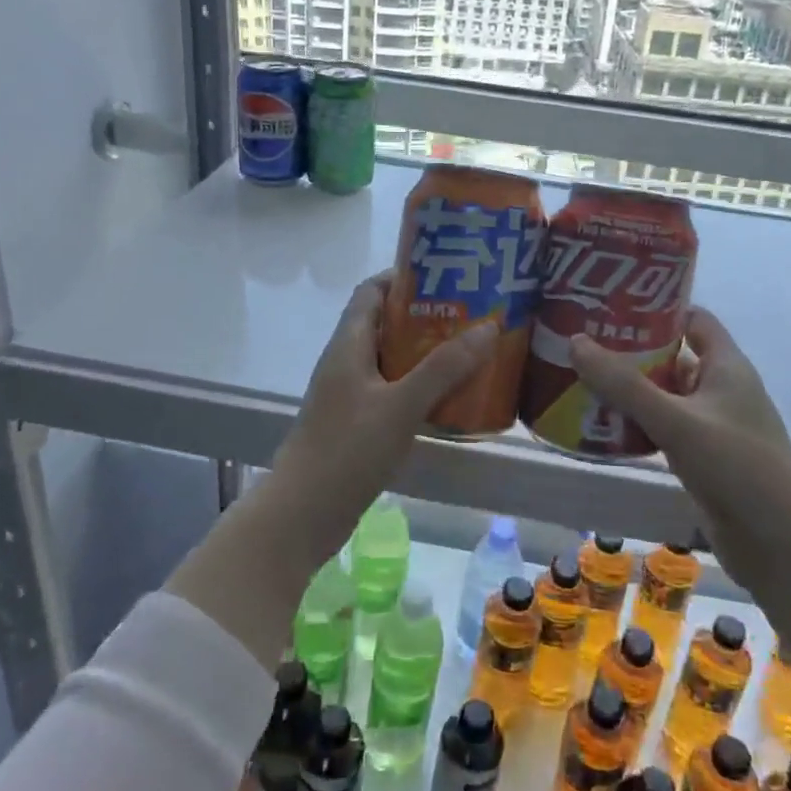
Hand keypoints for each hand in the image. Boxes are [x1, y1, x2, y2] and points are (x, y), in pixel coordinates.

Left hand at [277, 272, 498, 512]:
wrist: (302, 515)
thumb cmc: (347, 450)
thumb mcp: (401, 405)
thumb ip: (444, 367)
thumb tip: (488, 325)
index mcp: (349, 344)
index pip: (373, 291)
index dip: (406, 277)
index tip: (448, 275)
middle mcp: (347, 362)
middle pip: (386, 324)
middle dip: (427, 316)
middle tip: (472, 316)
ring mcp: (350, 395)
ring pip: (392, 360)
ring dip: (426, 354)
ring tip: (471, 352)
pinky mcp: (356, 424)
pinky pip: (392, 392)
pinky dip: (420, 387)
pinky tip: (450, 399)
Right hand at [568, 307, 790, 495]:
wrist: (782, 545)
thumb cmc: (737, 467)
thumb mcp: (676, 420)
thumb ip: (624, 384)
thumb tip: (576, 341)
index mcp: (727, 366)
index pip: (693, 319)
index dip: (658, 308)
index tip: (613, 304)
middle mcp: (720, 390)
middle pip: (673, 357)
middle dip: (631, 351)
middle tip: (584, 342)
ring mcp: (713, 427)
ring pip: (665, 396)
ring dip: (630, 391)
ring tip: (581, 380)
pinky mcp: (703, 459)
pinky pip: (663, 430)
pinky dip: (636, 425)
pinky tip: (602, 428)